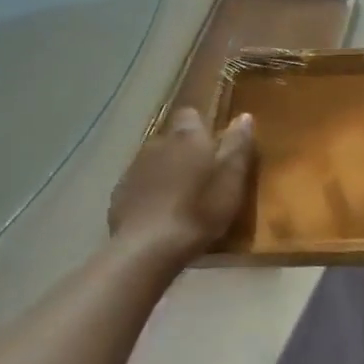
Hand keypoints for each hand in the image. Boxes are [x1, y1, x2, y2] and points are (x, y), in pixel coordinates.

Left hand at [106, 109, 255, 262]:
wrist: (147, 249)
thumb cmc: (199, 210)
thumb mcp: (231, 180)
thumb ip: (238, 146)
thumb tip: (244, 116)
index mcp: (187, 137)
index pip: (191, 115)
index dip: (201, 126)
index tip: (214, 144)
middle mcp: (157, 143)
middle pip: (173, 138)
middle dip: (185, 151)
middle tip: (202, 176)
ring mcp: (134, 168)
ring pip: (155, 161)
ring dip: (167, 171)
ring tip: (181, 198)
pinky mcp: (119, 194)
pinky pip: (139, 184)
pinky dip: (149, 193)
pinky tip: (159, 214)